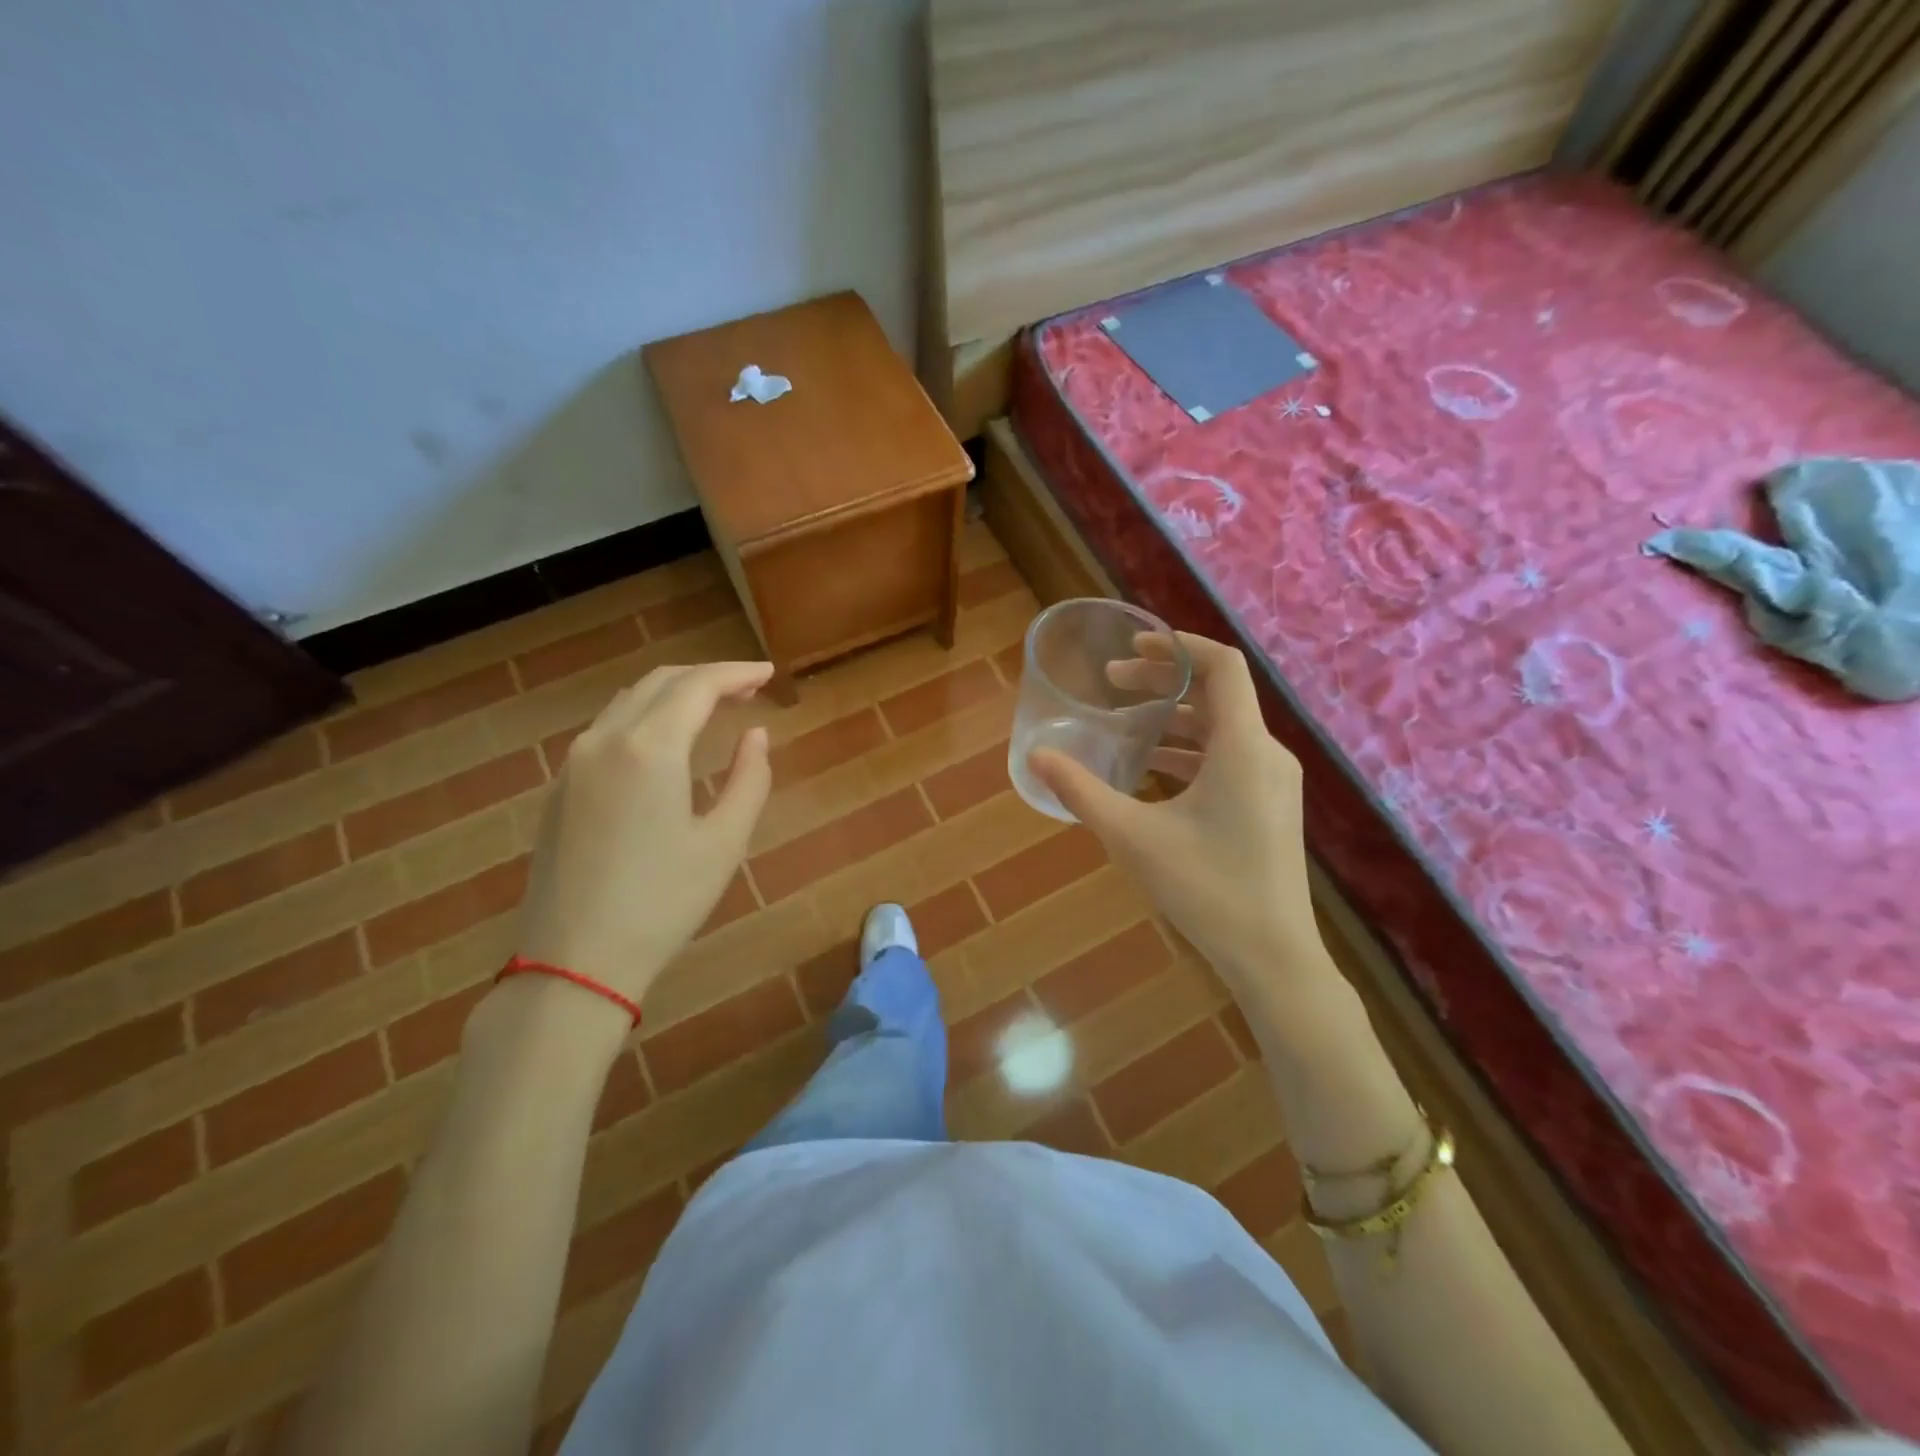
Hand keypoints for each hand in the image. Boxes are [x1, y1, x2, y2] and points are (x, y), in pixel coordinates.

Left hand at [514, 661, 773, 1010]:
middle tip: (747, 689)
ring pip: (629, 702)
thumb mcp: (725, 842)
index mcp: (649, 748)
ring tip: (712, 708)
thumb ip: (749, 778)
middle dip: (707, 677)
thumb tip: (755, 735)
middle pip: (659, 683)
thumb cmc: (663, 902)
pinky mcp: (560, 788)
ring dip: (673, 694)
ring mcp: (574, 763)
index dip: (736, 673)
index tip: (768, 674)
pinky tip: (666, 742)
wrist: (574, 960)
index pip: (697, 686)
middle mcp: (605, 740)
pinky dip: (645, 717)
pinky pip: (607, 729)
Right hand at [1031, 633, 1335, 1014]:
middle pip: (1217, 694)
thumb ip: (1081, 791)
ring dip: (1173, 720)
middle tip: (1113, 684)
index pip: (1222, 665)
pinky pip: (1228, 759)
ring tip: (1124, 728)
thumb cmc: (1205, 888)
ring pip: (1221, 729)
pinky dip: (1190, 752)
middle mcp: (1266, 753)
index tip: (1133, 646)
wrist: (1272, 956)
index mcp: (1243, 746)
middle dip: (1163, 682)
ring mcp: (1272, 782)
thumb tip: (1036, 757)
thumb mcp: (1132, 836)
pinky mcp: (1269, 807)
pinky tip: (1151, 773)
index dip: (1178, 645)